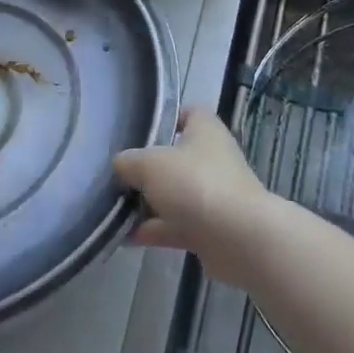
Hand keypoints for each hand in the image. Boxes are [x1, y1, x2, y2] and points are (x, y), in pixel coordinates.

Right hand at [114, 107, 274, 289]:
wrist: (239, 239)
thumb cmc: (195, 184)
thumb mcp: (150, 164)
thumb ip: (128, 162)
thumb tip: (119, 165)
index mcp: (205, 131)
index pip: (188, 113)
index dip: (166, 118)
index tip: (139, 130)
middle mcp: (212, 159)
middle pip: (175, 157)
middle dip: (147, 167)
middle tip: (117, 175)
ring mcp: (212, 195)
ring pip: (174, 193)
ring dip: (147, 203)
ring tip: (114, 209)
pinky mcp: (210, 228)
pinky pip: (176, 224)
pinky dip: (154, 230)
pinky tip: (126, 237)